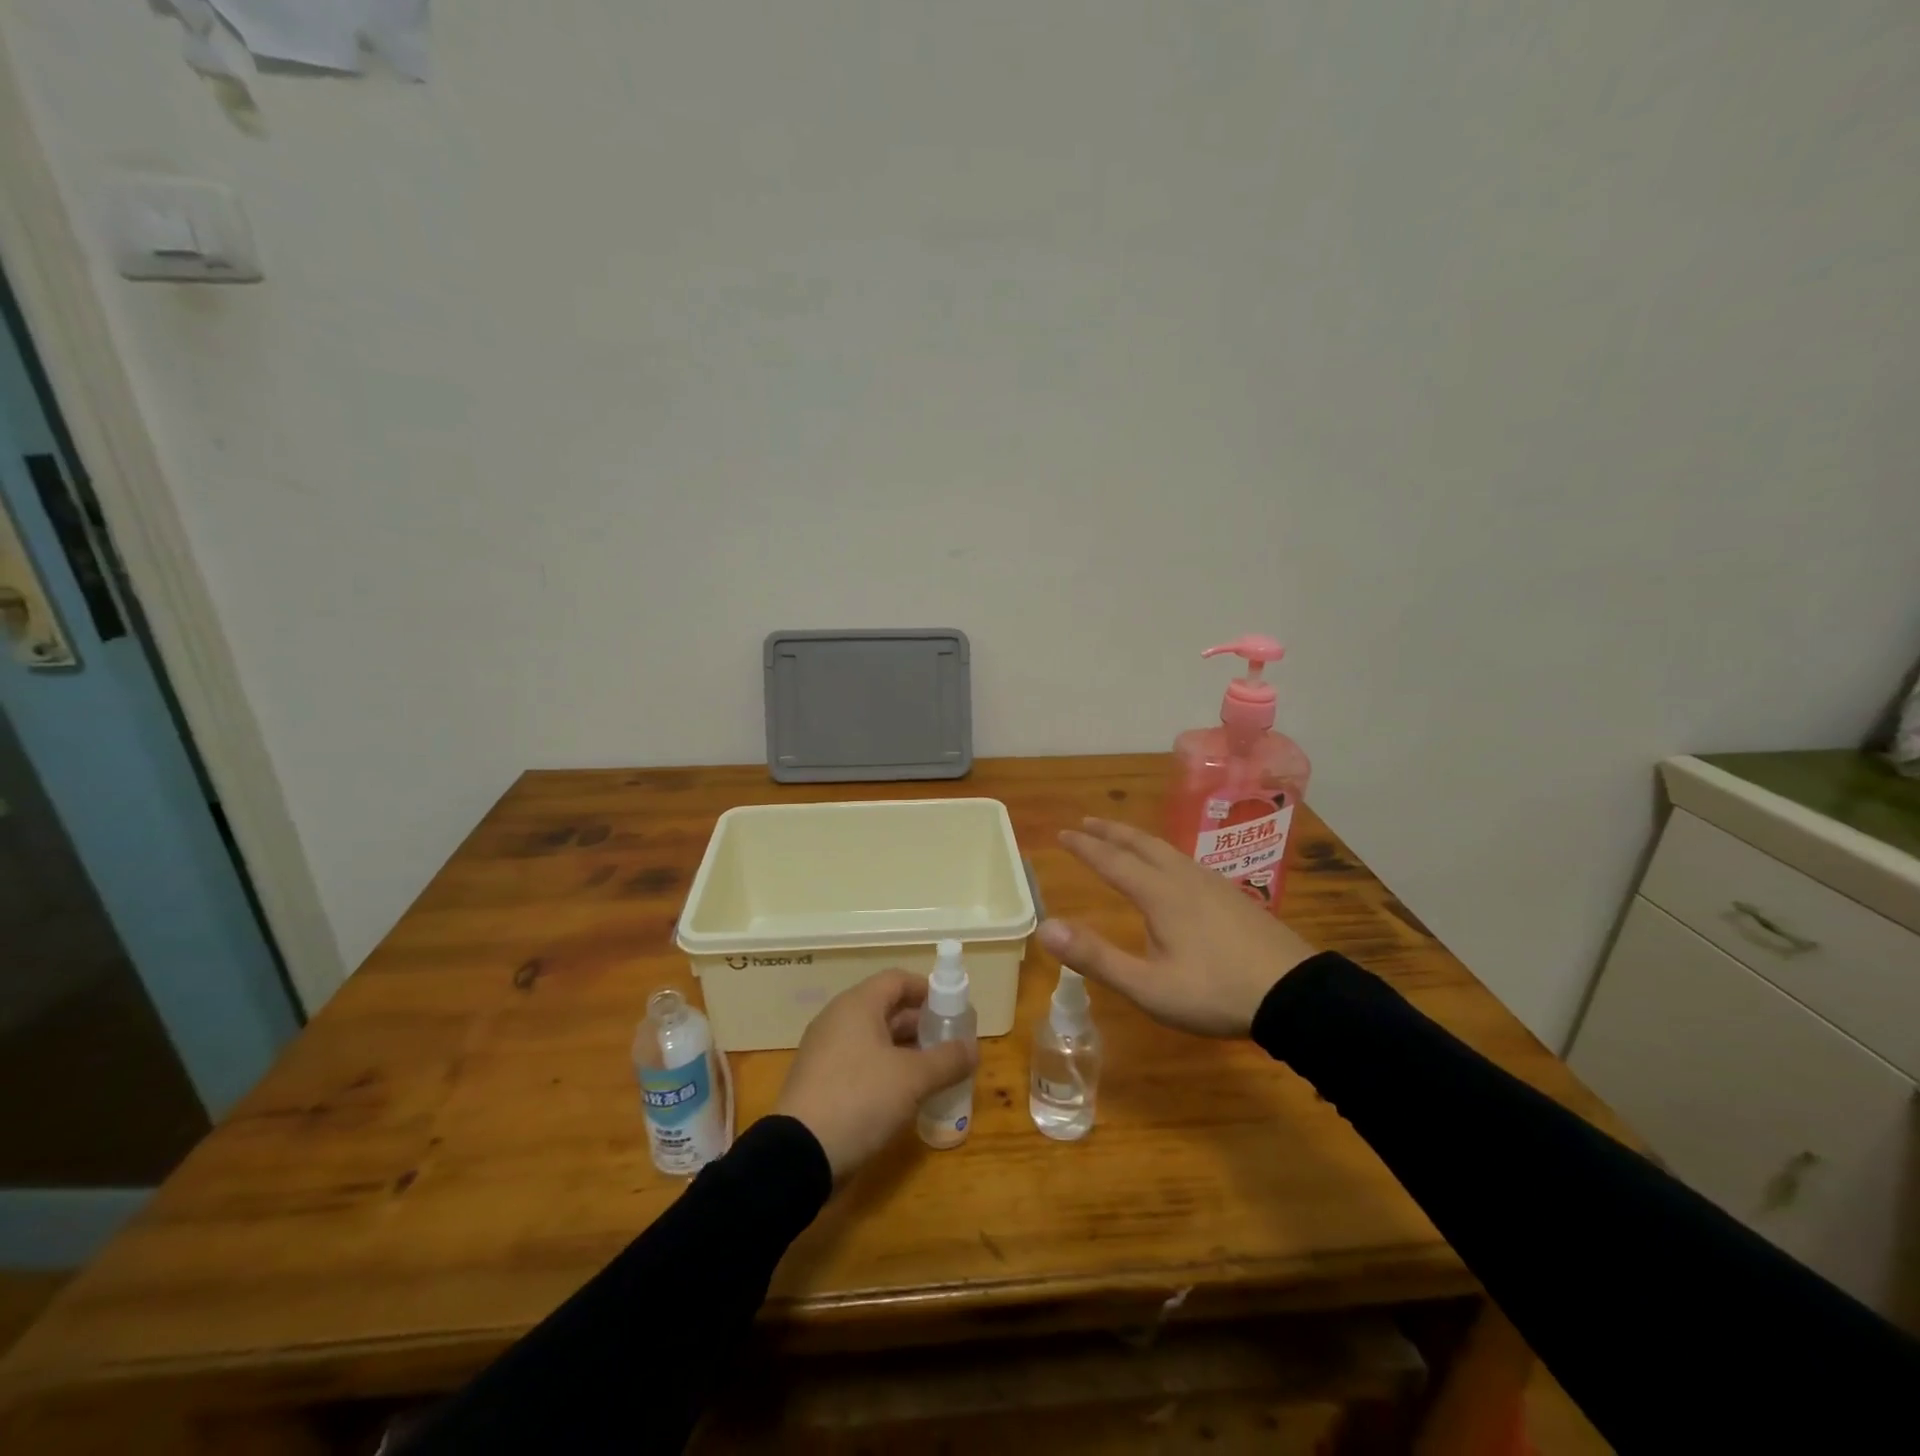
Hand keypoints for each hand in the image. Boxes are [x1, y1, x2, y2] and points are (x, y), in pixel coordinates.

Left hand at [774, 969, 976, 1180]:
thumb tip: (973, 1048)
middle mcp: (838, 1020)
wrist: (798, 1155)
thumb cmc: (860, 1099)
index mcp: (857, 1005)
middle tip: (950, 1044)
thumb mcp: (913, 1079)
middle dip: (921, 1024)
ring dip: (906, 1050)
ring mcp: (825, 1051)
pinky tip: (906, 1095)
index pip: (898, 980)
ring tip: (935, 1071)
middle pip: (886, 1008)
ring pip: (874, 1038)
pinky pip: (860, 1062)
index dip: (928, 990)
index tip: (953, 1009)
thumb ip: (947, 1060)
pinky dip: (885, 1070)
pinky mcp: (820, 1081)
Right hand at [1038, 817, 1318, 1037]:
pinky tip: (1173, 870)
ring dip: (1137, 839)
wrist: (1295, 994)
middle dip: (1110, 831)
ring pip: (1167, 850)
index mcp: (1160, 894)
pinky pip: (1186, 861)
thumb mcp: (1148, 986)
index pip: (1112, 861)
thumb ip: (1096, 957)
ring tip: (1123, 839)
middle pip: (1141, 844)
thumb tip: (1046, 928)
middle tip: (1087, 821)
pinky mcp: (1234, 896)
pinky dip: (1163, 853)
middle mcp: (1184, 879)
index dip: (1085, 847)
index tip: (1062, 833)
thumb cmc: (1215, 992)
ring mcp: (1213, 884)